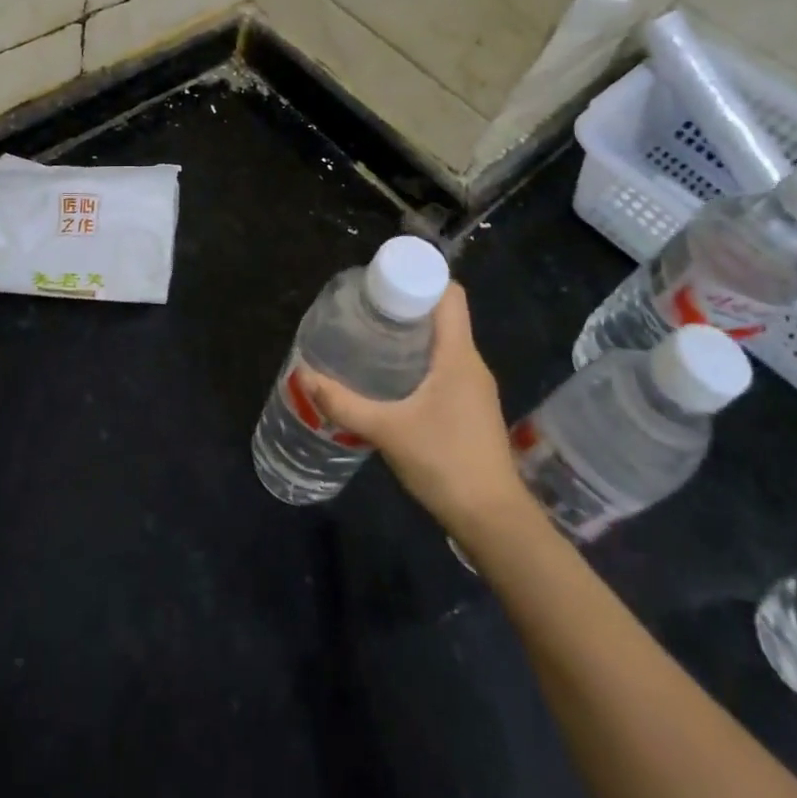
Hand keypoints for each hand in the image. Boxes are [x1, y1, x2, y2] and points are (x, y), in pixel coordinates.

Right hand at [303, 283, 522, 534]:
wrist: (493, 520)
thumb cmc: (445, 462)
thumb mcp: (387, 430)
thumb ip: (344, 403)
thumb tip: (303, 375)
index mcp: (459, 354)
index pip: (450, 293)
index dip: (420, 278)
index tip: (383, 282)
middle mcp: (471, 363)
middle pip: (443, 315)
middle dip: (406, 306)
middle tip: (365, 309)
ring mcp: (475, 387)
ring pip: (444, 343)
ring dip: (412, 336)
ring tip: (372, 339)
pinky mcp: (471, 408)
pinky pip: (446, 367)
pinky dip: (420, 361)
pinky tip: (392, 379)